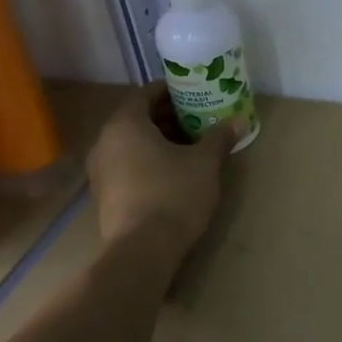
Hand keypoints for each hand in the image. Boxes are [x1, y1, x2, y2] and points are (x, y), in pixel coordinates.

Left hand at [86, 82, 237, 258]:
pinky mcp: (105, 195)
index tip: (195, 92)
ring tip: (192, 143)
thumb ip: (220, 137)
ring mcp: (101, 171)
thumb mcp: (205, 162)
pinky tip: (176, 169)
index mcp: (125, 124)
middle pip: (138, 118)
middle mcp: (105, 142)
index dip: (172, 90)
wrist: (142, 251)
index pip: (146, 94)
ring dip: (160, 139)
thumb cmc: (173, 194)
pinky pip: (128, 164)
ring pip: (133, 143)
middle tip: (199, 116)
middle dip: (169, 115)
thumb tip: (239, 120)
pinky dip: (150, 159)